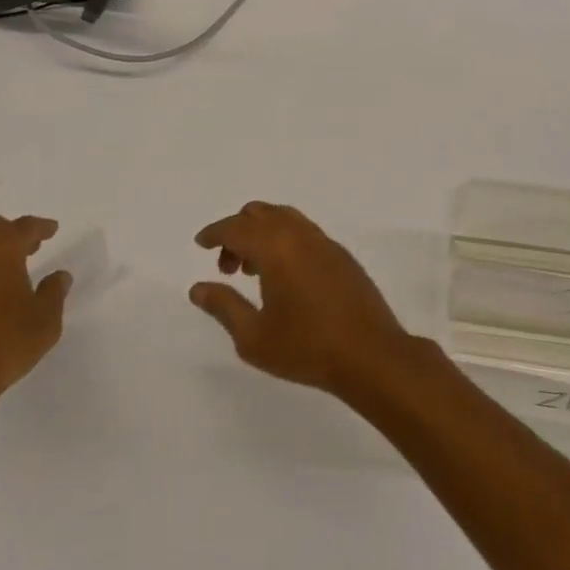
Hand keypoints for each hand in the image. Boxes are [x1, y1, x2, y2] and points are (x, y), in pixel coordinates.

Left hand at [0, 215, 69, 441]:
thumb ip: (54, 293)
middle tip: (29, 247)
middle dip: (11, 233)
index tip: (52, 229)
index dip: (41, 227)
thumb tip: (59, 276)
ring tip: (6, 271)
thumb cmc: (1, 344)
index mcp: (0, 248)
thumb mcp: (44, 321)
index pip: (25, 227)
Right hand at [190, 202, 419, 399]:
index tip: (201, 243)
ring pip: (284, 218)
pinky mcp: (341, 255)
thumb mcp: (253, 336)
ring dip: (262, 233)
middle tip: (227, 266)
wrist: (371, 355)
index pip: (236, 228)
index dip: (214, 233)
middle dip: (237, 231)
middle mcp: (299, 234)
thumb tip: (198, 288)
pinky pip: (304, 231)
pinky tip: (284, 276)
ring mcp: (324, 242)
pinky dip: (284, 240)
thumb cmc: (307, 348)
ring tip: (254, 271)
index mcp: (275, 247)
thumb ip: (223, 307)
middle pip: (260, 213)